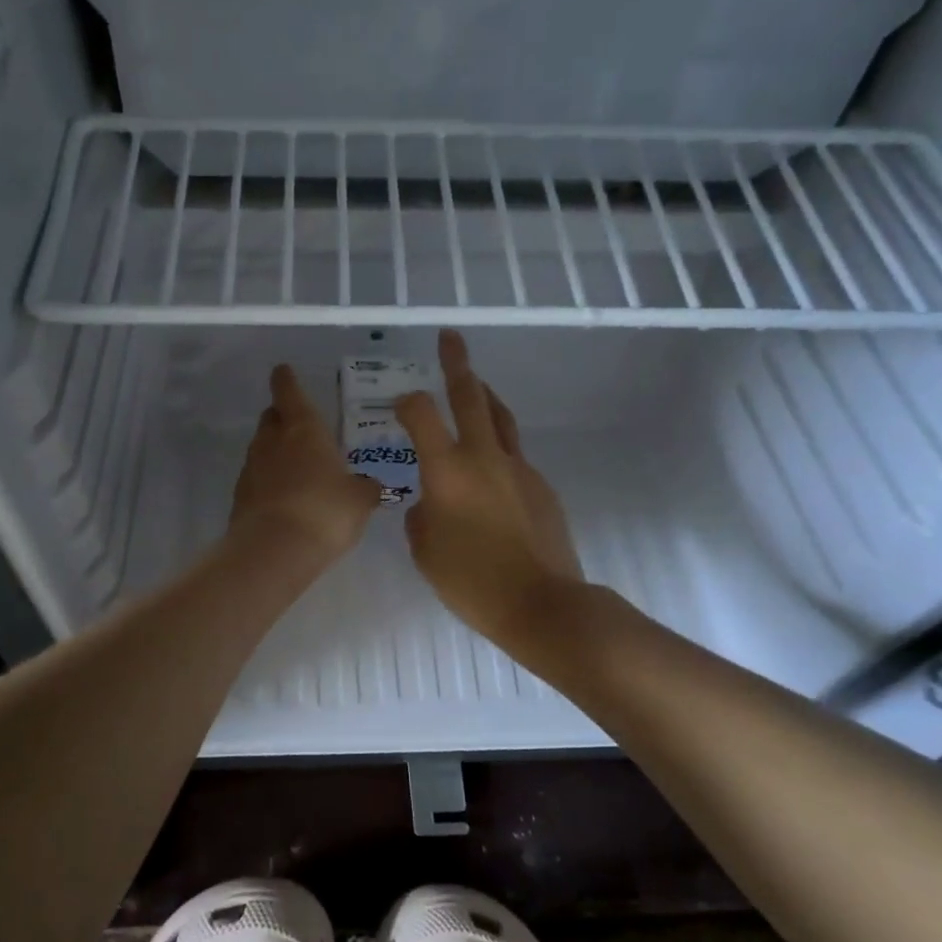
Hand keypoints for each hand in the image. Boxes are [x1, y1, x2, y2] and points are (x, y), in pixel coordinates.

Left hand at [230, 363, 380, 564]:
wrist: (275, 550)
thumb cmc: (325, 511)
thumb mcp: (359, 500)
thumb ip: (366, 488)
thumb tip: (371, 485)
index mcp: (303, 429)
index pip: (289, 392)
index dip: (286, 380)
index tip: (283, 371)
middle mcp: (272, 441)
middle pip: (272, 418)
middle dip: (282, 417)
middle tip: (298, 425)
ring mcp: (251, 469)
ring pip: (261, 448)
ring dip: (275, 451)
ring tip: (295, 465)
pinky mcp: (240, 498)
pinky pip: (256, 479)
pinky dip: (267, 481)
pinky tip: (283, 497)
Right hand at [396, 331, 582, 644]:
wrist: (541, 603)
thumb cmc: (471, 581)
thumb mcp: (424, 551)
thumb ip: (419, 517)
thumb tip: (428, 504)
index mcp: (447, 470)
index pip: (421, 415)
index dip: (406, 402)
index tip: (400, 406)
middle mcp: (484, 457)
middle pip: (470, 397)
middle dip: (456, 364)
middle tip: (450, 338)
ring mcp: (518, 468)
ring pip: (500, 418)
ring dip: (485, 395)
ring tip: (476, 383)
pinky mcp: (541, 486)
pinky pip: (514, 455)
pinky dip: (499, 448)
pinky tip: (492, 470)